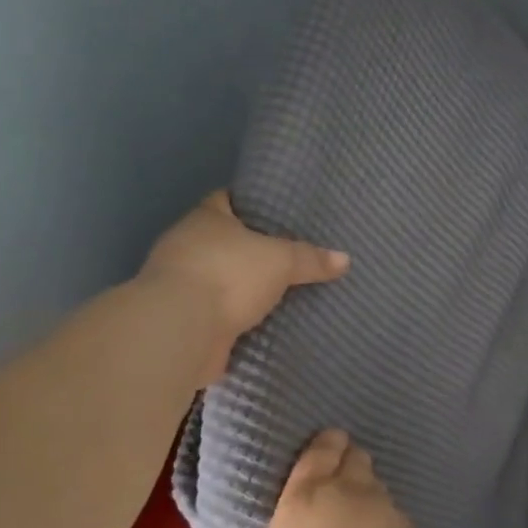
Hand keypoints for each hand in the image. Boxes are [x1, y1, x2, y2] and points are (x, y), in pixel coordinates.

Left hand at [140, 191, 348, 383]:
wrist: (183, 328)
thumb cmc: (229, 275)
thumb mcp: (280, 260)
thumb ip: (310, 259)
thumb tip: (344, 259)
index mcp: (205, 219)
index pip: (227, 200)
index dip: (251, 204)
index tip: (278, 213)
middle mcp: (187, 246)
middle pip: (224, 242)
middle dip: (252, 251)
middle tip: (290, 256)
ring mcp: (182, 285)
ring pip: (221, 280)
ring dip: (243, 289)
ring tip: (282, 292)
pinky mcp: (186, 320)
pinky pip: (219, 314)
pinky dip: (237, 319)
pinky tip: (264, 324)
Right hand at [214, 430, 437, 527]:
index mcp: (302, 499)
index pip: (319, 450)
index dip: (323, 445)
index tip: (321, 450)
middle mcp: (348, 493)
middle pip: (354, 457)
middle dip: (346, 462)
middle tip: (333, 486)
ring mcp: (385, 511)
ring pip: (376, 484)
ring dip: (365, 492)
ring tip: (354, 519)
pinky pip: (394, 515)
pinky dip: (384, 523)